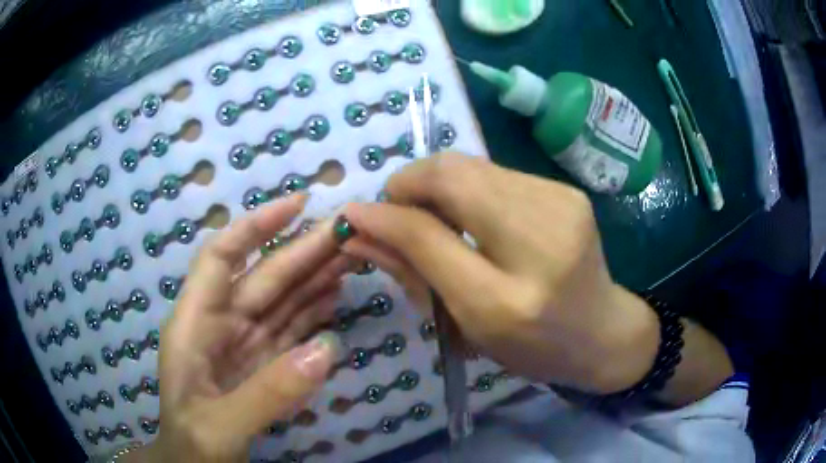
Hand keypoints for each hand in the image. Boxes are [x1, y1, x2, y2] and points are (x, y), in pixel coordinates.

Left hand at [129, 195, 347, 461]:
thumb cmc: (191, 444)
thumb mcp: (219, 427)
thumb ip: (267, 393)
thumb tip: (327, 350)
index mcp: (194, 325)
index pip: (221, 258)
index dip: (256, 226)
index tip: (299, 204)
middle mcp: (220, 325)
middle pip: (263, 278)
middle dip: (303, 251)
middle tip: (348, 230)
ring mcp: (245, 345)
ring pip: (282, 301)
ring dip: (315, 277)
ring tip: (353, 255)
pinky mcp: (264, 365)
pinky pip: (292, 330)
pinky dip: (315, 312)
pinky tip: (336, 295)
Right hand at [342, 154, 659, 393]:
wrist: (603, 332)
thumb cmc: (532, 347)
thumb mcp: (467, 327)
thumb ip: (414, 274)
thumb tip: (362, 233)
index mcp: (506, 302)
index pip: (428, 237)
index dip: (384, 216)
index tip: (356, 212)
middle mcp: (539, 244)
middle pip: (453, 176)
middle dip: (409, 183)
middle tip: (397, 209)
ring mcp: (560, 206)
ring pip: (472, 165)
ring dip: (439, 183)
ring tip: (435, 214)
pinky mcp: (568, 191)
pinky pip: (497, 173)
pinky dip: (471, 186)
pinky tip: (475, 214)